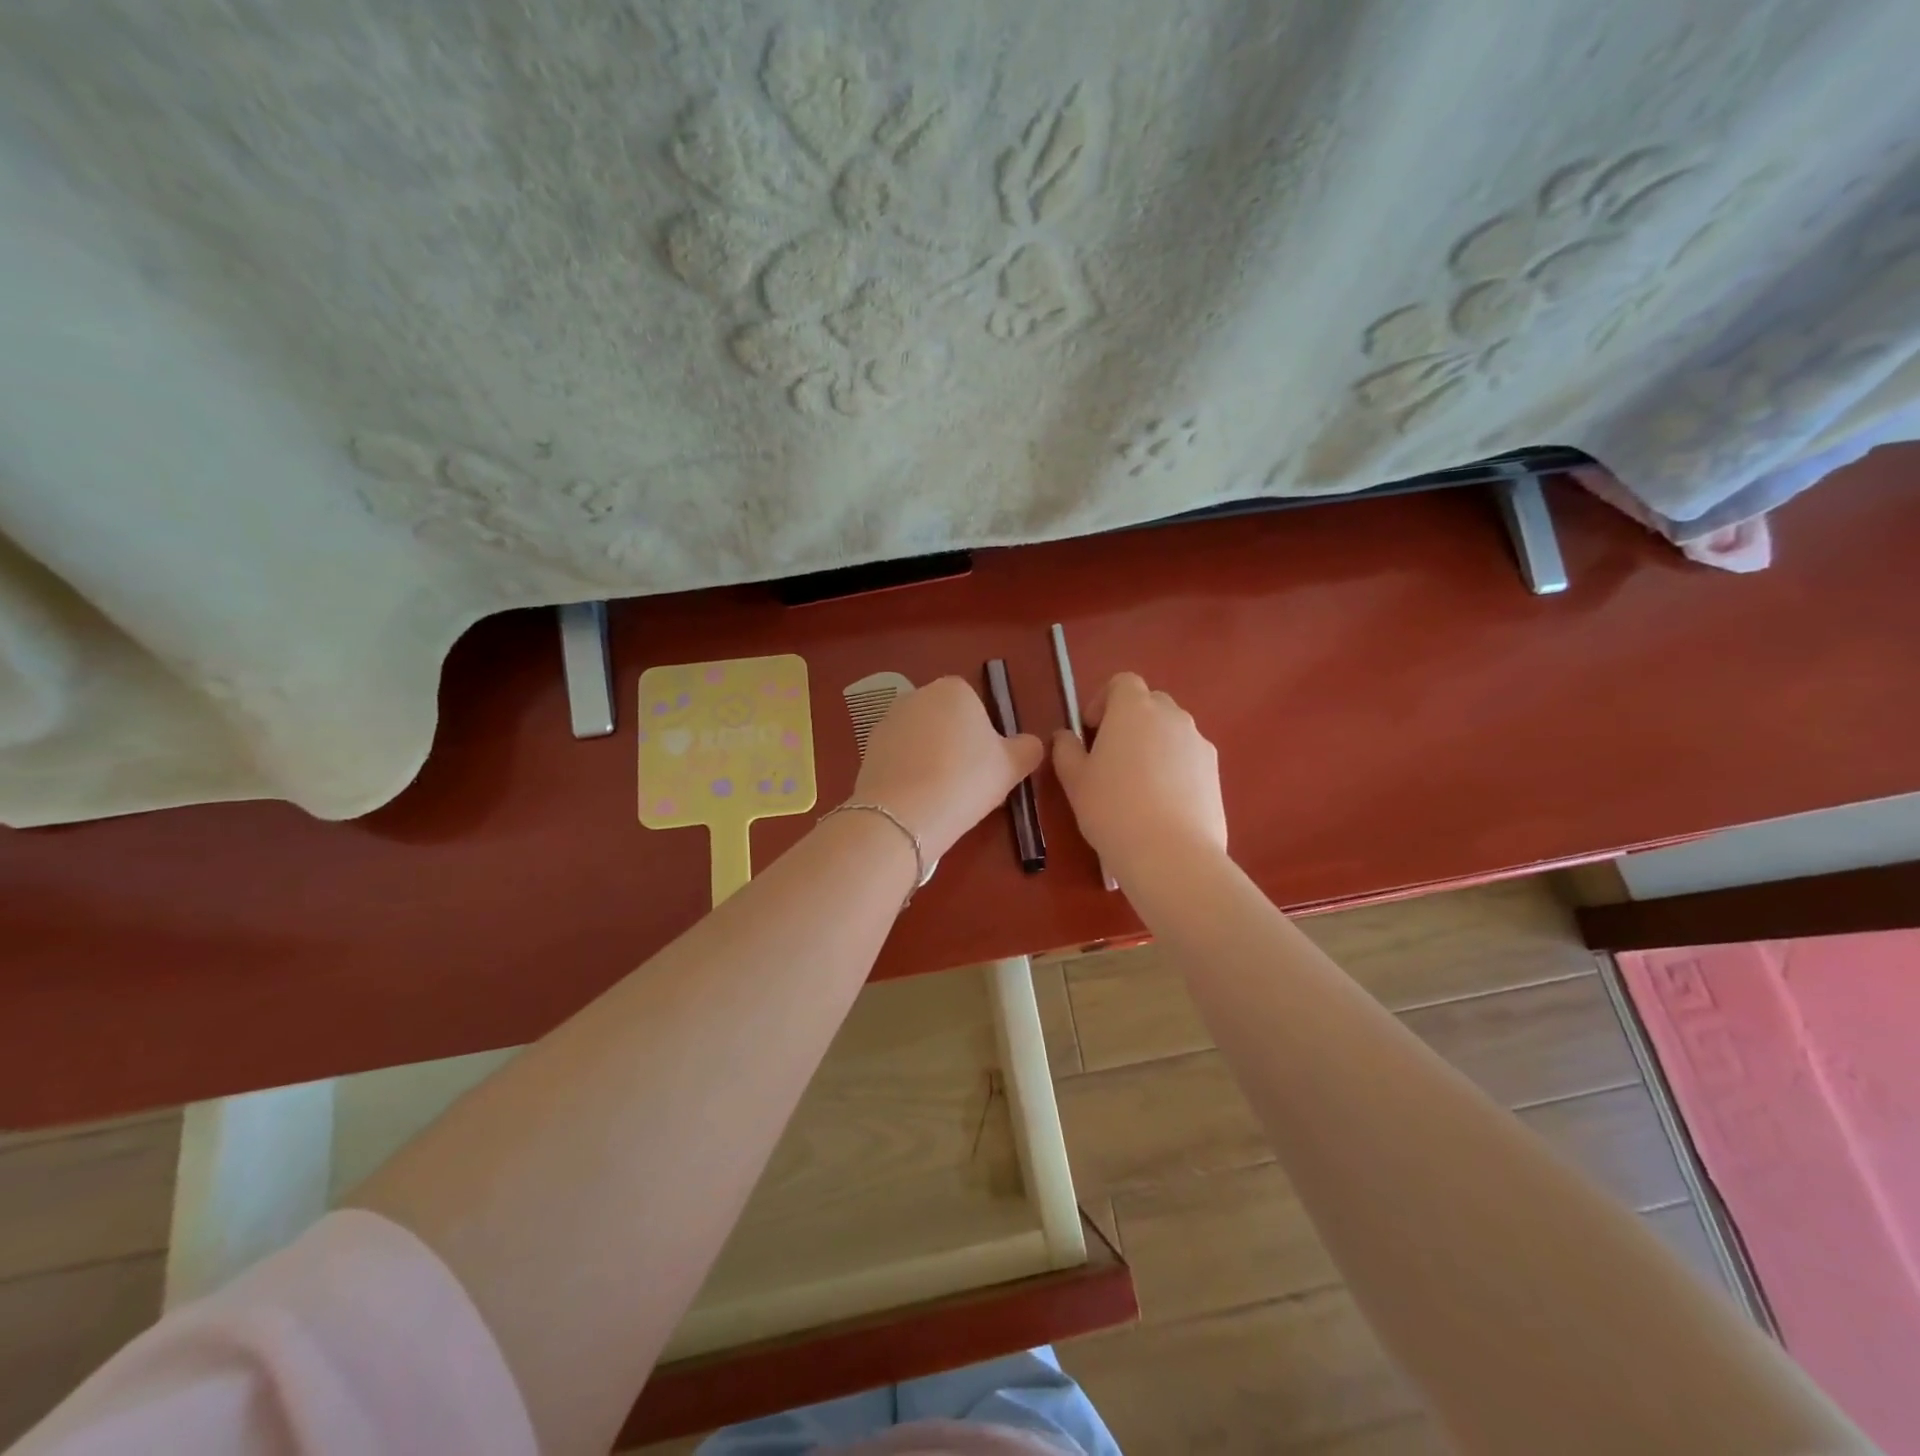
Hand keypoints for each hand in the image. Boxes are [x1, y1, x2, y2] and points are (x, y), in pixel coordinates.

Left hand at [852, 676, 1043, 861]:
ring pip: (921, 738)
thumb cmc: (966, 780)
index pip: (976, 706)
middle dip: (956, 744)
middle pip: (946, 719)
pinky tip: (917, 798)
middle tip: (967, 781)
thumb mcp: (1012, 766)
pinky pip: (899, 757)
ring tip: (941, 794)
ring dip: (931, 758)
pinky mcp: (868, 747)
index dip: (985, 736)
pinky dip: (909, 772)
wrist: (904, 814)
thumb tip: (1031, 743)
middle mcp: (917, 695)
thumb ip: (1028, 748)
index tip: (987, 765)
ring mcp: (888, 720)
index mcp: (954, 689)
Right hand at [1052, 672, 1226, 880]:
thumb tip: (1066, 737)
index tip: (1091, 730)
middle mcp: (1171, 716)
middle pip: (1150, 703)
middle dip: (1130, 720)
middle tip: (1111, 755)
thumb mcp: (1074, 780)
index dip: (1103, 700)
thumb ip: (1066, 750)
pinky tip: (1161, 803)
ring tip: (1137, 784)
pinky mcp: (1215, 772)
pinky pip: (1189, 757)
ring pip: (1172, 731)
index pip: (1122, 682)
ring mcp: (1198, 743)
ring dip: (1153, 744)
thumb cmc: (1112, 809)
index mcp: (1134, 709)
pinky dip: (1174, 768)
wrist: (1171, 854)